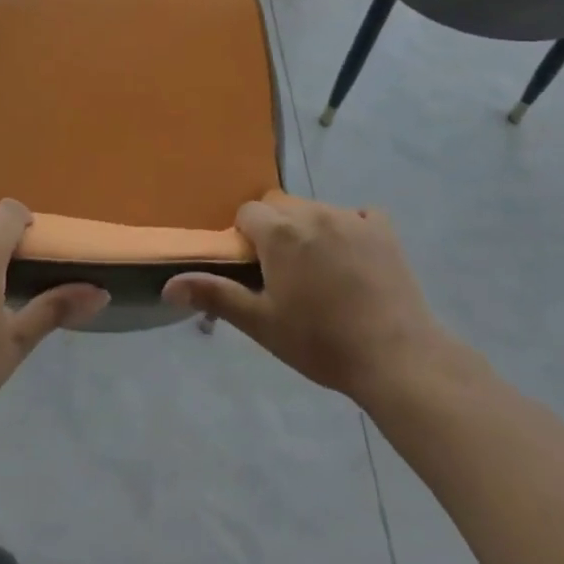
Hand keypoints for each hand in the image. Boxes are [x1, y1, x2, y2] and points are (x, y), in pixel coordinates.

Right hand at [163, 193, 453, 408]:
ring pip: (315, 209)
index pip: (247, 213)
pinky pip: (358, 215)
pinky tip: (356, 263)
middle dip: (275, 229)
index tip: (257, 270)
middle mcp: (312, 212)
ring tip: (322, 273)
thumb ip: (215, 295)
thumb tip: (167, 285)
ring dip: (309, 230)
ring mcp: (351, 217)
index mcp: (280, 232)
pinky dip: (350, 230)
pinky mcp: (383, 229)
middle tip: (286, 273)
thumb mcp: (262, 324)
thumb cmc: (320, 342)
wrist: (396, 357)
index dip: (246, 239)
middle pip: (280, 205)